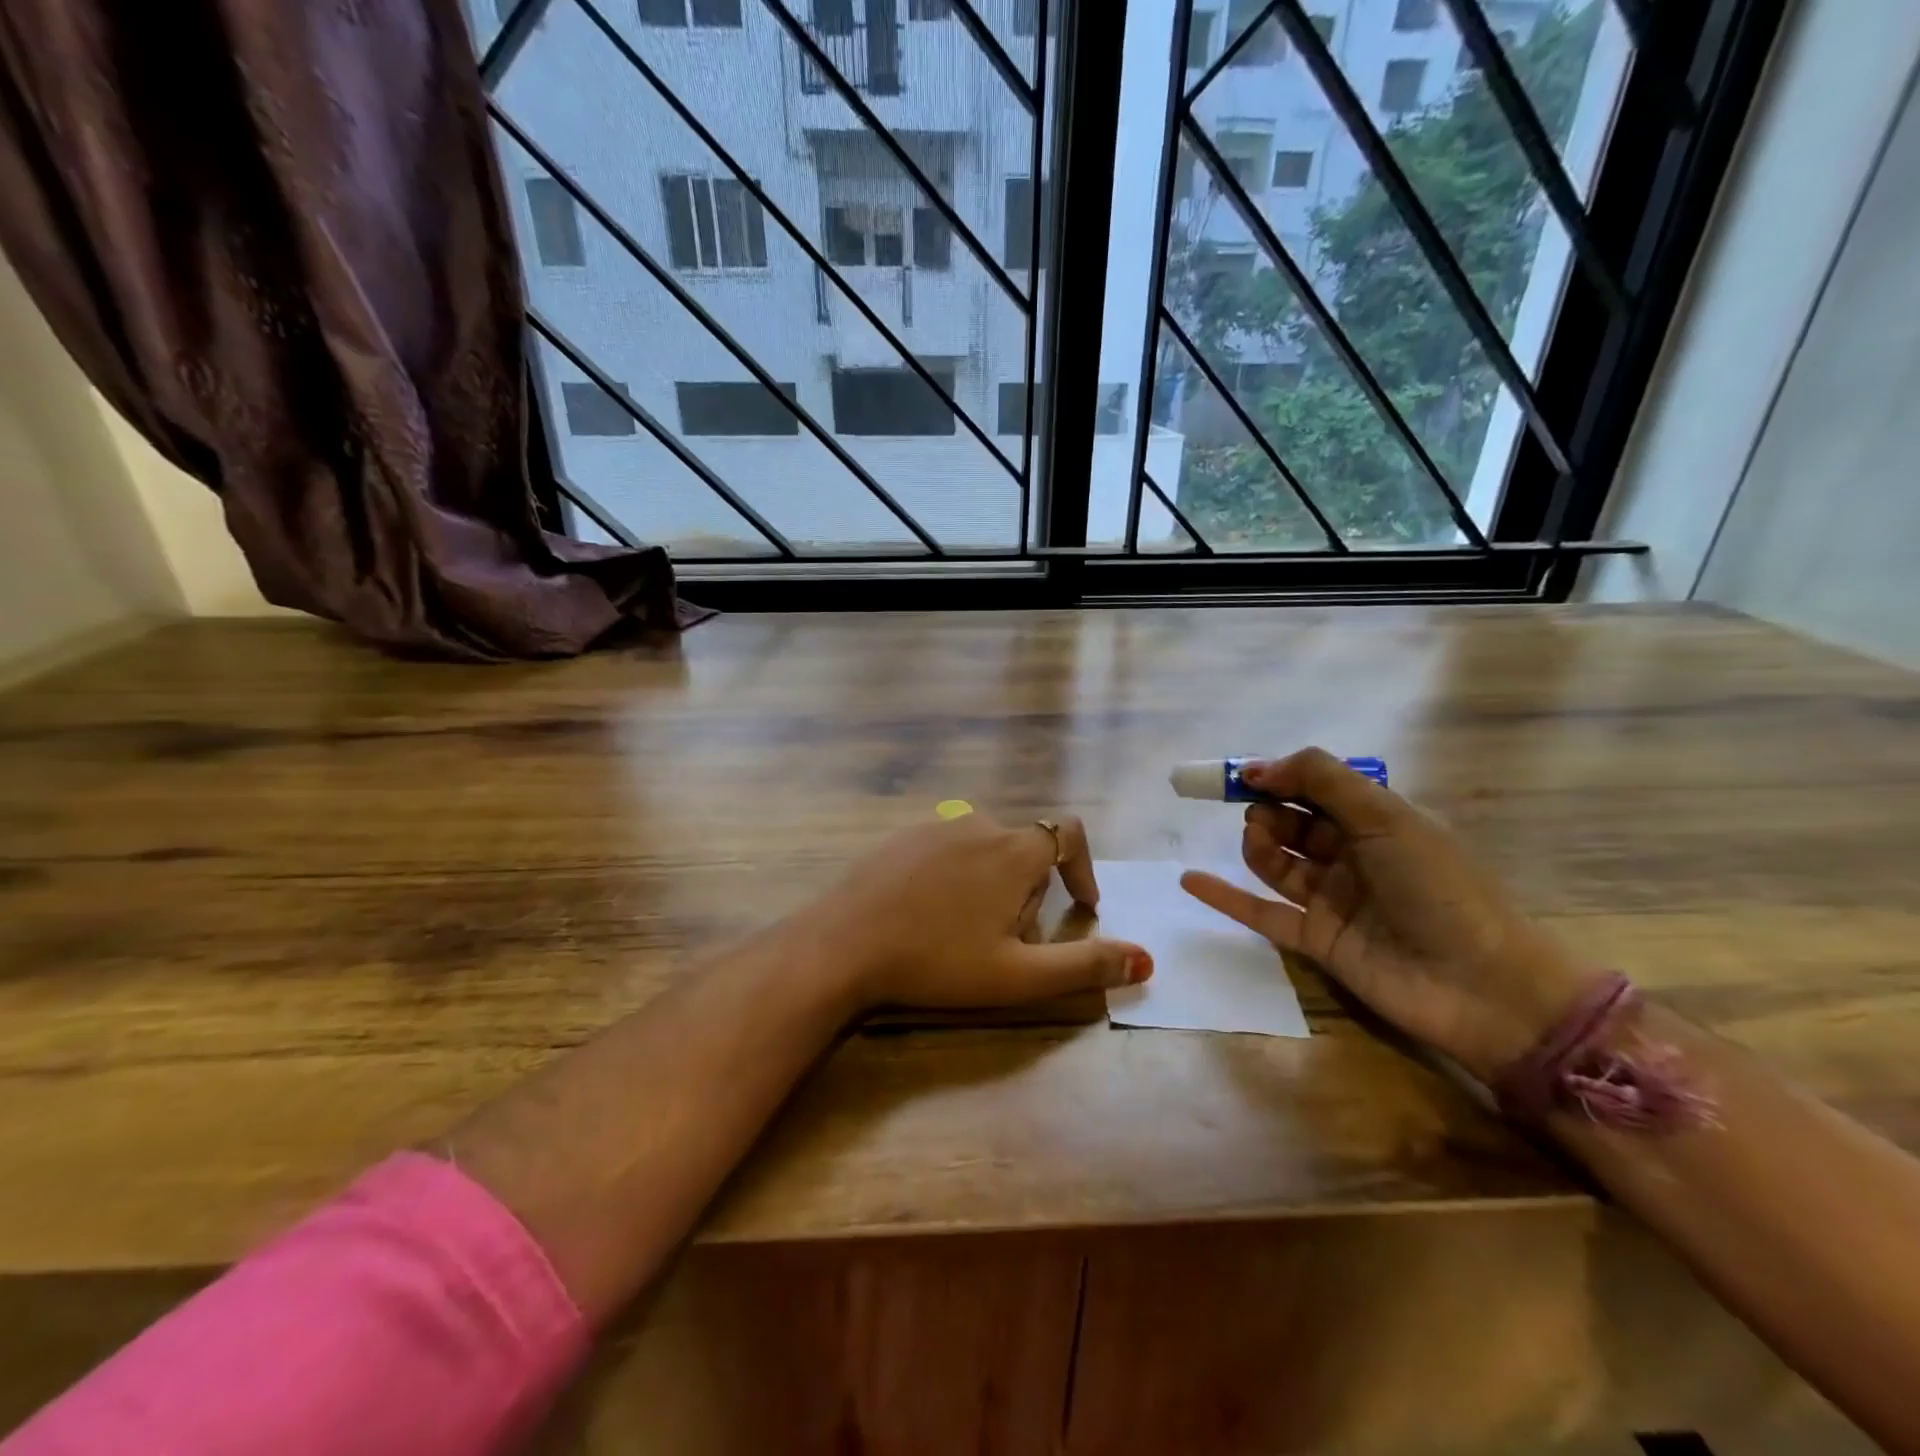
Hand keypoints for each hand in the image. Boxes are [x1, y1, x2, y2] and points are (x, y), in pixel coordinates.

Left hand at [801, 812, 1153, 1011]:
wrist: (842, 944)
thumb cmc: (937, 961)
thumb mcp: (1018, 975)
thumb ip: (1085, 966)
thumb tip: (1146, 960)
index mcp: (1013, 851)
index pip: (1069, 835)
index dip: (1083, 868)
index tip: (1081, 907)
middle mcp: (978, 824)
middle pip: (1025, 849)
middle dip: (1030, 891)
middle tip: (1007, 942)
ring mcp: (934, 826)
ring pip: (984, 848)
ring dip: (992, 882)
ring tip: (966, 932)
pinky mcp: (899, 836)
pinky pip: (945, 848)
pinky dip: (954, 875)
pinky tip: (927, 915)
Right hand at [1181, 748, 1596, 1081]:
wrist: (1483, 987)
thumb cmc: (1440, 888)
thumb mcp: (1388, 817)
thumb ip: (1321, 781)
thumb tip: (1257, 767)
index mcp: (1378, 821)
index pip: (1317, 789)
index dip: (1280, 777)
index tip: (1243, 775)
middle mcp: (1353, 856)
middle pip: (1293, 823)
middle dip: (1269, 810)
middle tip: (1258, 814)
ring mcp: (1333, 900)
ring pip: (1277, 862)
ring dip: (1257, 845)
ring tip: (1256, 842)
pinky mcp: (1316, 940)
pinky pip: (1262, 912)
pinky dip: (1226, 897)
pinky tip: (1189, 879)